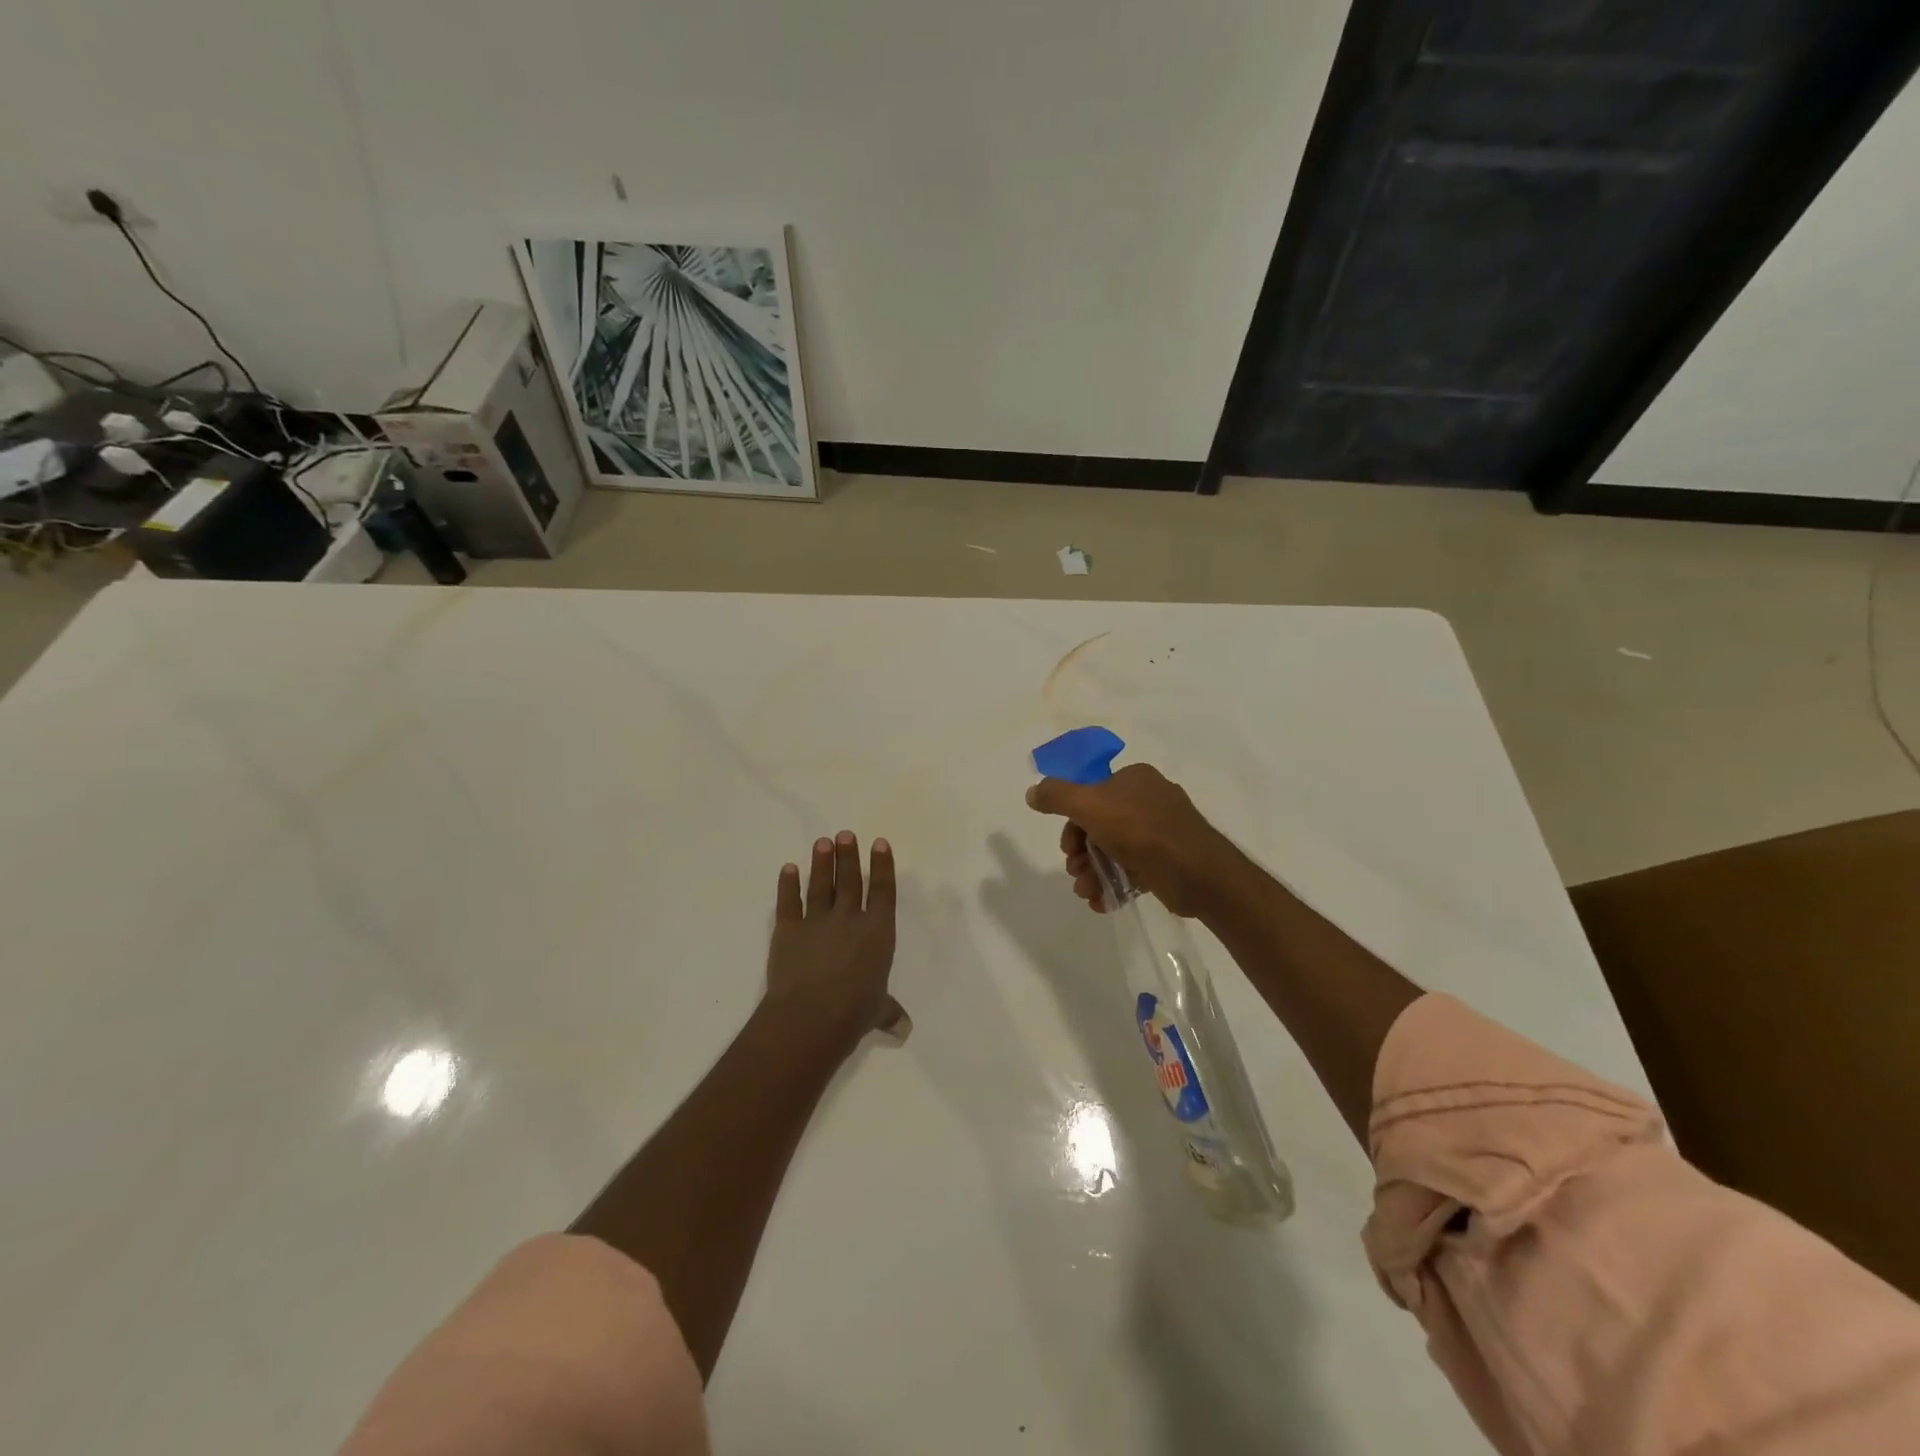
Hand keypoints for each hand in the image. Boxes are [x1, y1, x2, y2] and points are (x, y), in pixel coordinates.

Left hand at [765, 831, 906, 1050]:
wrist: (810, 1016)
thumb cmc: (854, 1012)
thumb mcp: (878, 1011)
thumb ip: (889, 1012)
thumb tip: (904, 1028)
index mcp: (878, 933)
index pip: (883, 892)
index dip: (882, 866)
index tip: (879, 843)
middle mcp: (849, 919)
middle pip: (850, 881)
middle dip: (848, 856)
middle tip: (844, 834)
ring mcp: (817, 922)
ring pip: (821, 886)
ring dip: (822, 863)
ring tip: (823, 842)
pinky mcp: (788, 930)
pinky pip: (788, 903)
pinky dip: (788, 885)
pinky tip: (788, 869)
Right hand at [1026, 764, 1240, 916]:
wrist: (1197, 872)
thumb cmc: (1141, 830)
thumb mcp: (1089, 805)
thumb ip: (1057, 796)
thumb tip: (1032, 792)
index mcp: (1134, 779)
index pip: (1090, 794)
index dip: (1072, 822)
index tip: (1068, 848)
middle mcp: (1148, 800)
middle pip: (1098, 825)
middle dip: (1081, 853)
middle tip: (1076, 872)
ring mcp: (1160, 832)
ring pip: (1113, 850)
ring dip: (1093, 873)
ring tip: (1088, 893)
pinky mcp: (1167, 861)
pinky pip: (1132, 870)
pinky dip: (1114, 884)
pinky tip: (1103, 902)